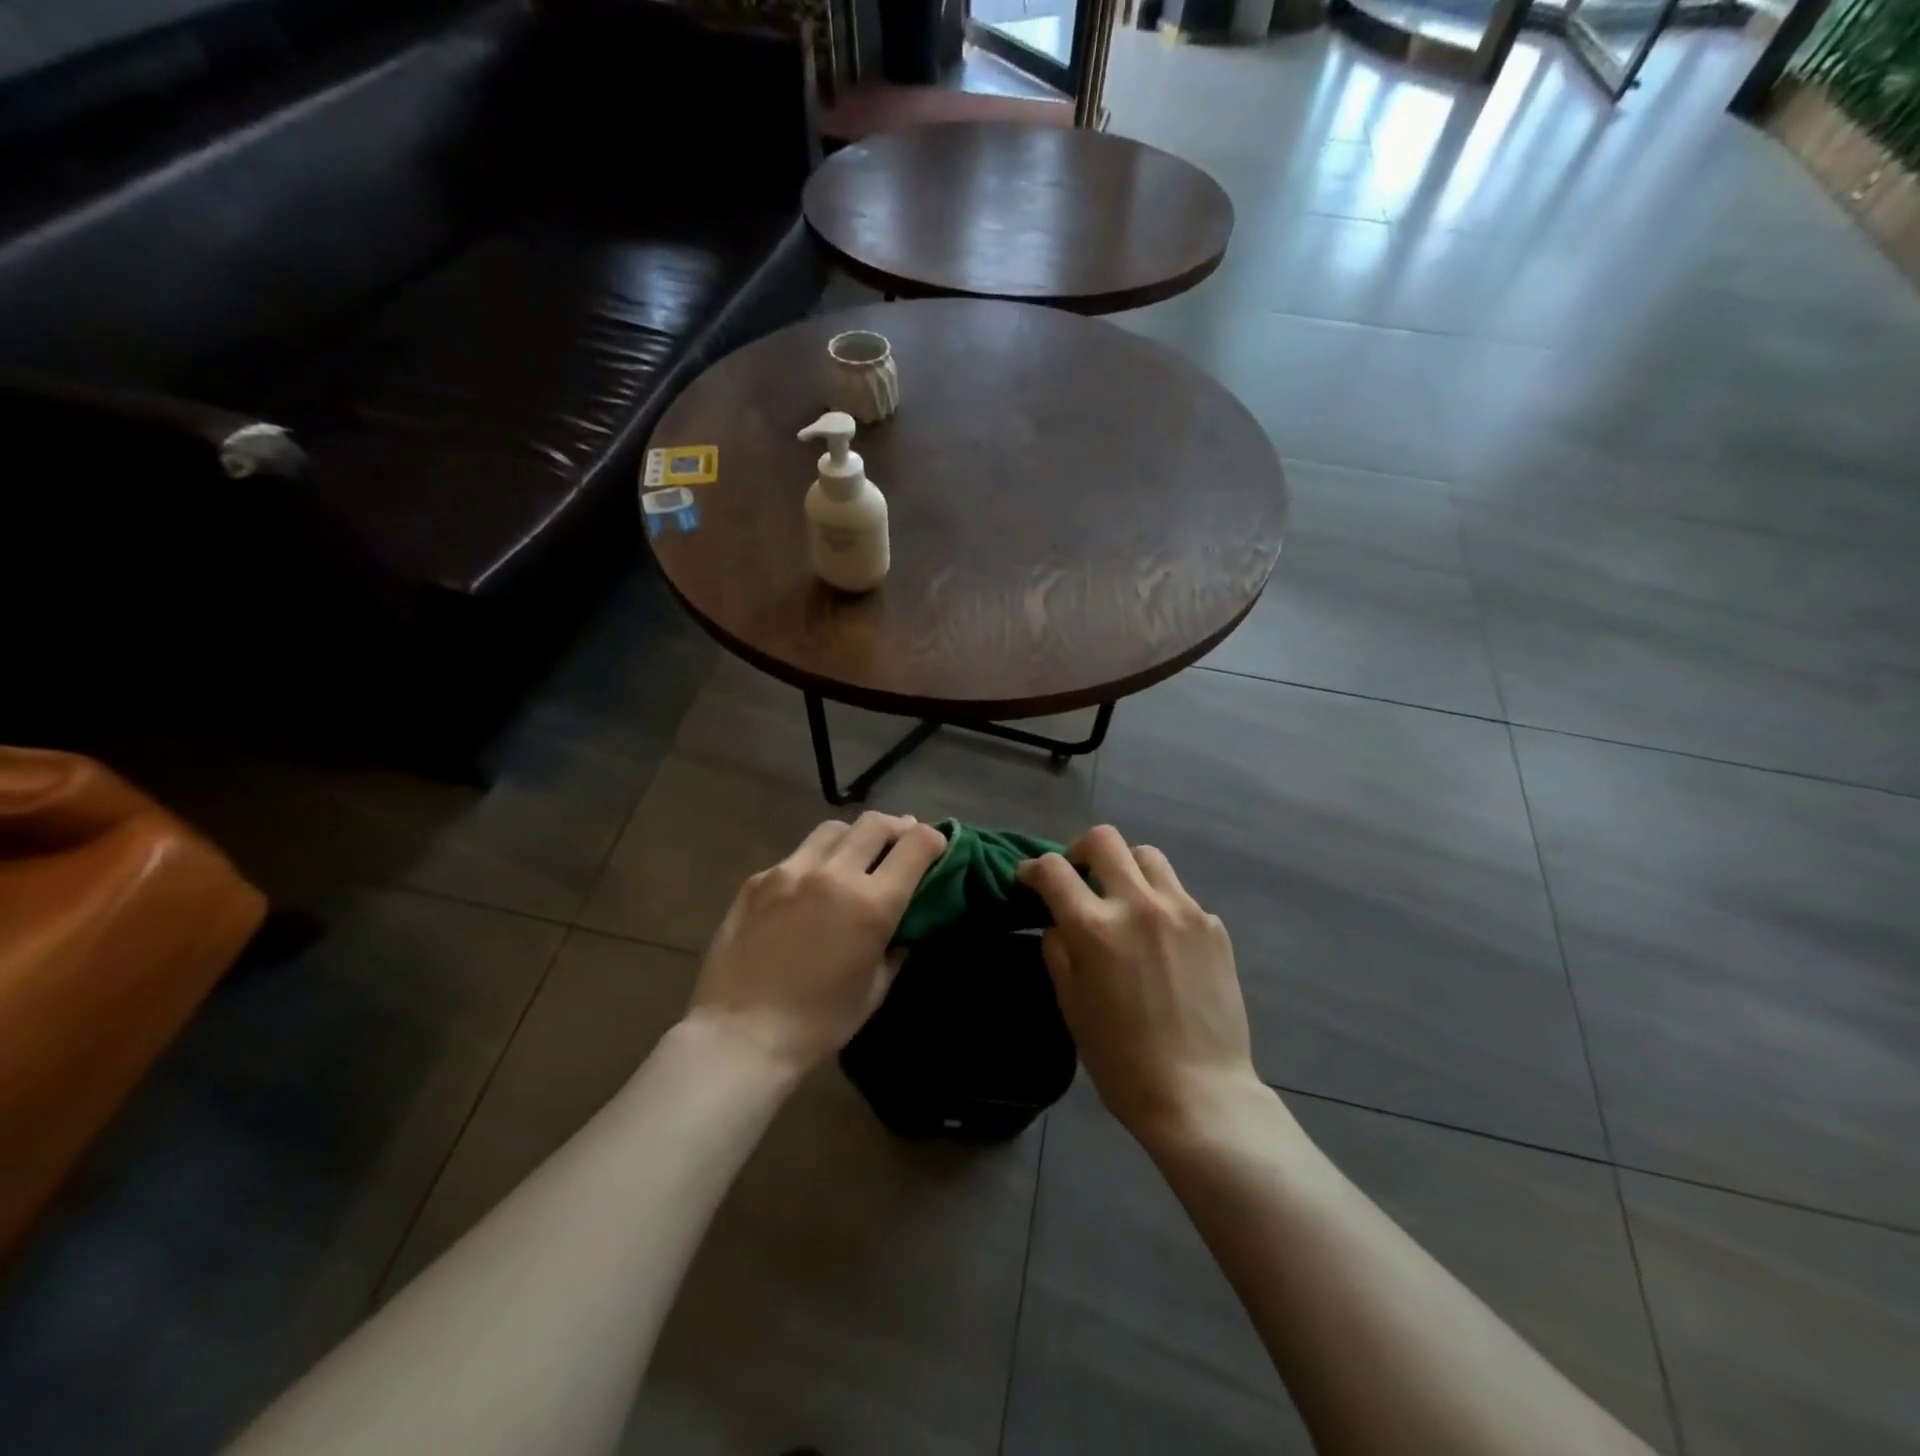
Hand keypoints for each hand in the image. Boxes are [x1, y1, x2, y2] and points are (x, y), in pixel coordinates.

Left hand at [686, 812, 949, 1074]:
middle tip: (899, 844)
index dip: (934, 839)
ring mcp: (791, 871)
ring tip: (855, 857)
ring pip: (834, 829)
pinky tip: (809, 888)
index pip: (917, 844)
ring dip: (854, 837)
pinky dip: (815, 861)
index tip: (936, 848)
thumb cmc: (819, 1023)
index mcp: (872, 904)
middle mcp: (834, 874)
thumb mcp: (875, 988)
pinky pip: (797, 855)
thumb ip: (897, 944)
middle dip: (897, 828)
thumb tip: (907, 919)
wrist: (740, 1036)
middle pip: (876, 823)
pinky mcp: (758, 879)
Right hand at [1019, 825, 1261, 1140]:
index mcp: (1095, 928)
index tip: (1029, 879)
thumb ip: (1058, 952)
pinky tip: (1162, 941)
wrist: (1200, 1094)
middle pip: (1104, 839)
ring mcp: (1182, 910)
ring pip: (1147, 856)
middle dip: (1081, 851)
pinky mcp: (1213, 926)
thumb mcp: (1072, 1006)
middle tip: (1079, 877)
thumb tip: (1057, 923)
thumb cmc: (1121, 1060)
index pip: (1053, 870)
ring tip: (1124, 900)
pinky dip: (1161, 904)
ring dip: (1126, 869)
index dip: (1033, 869)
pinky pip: (1179, 894)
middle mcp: (1138, 904)